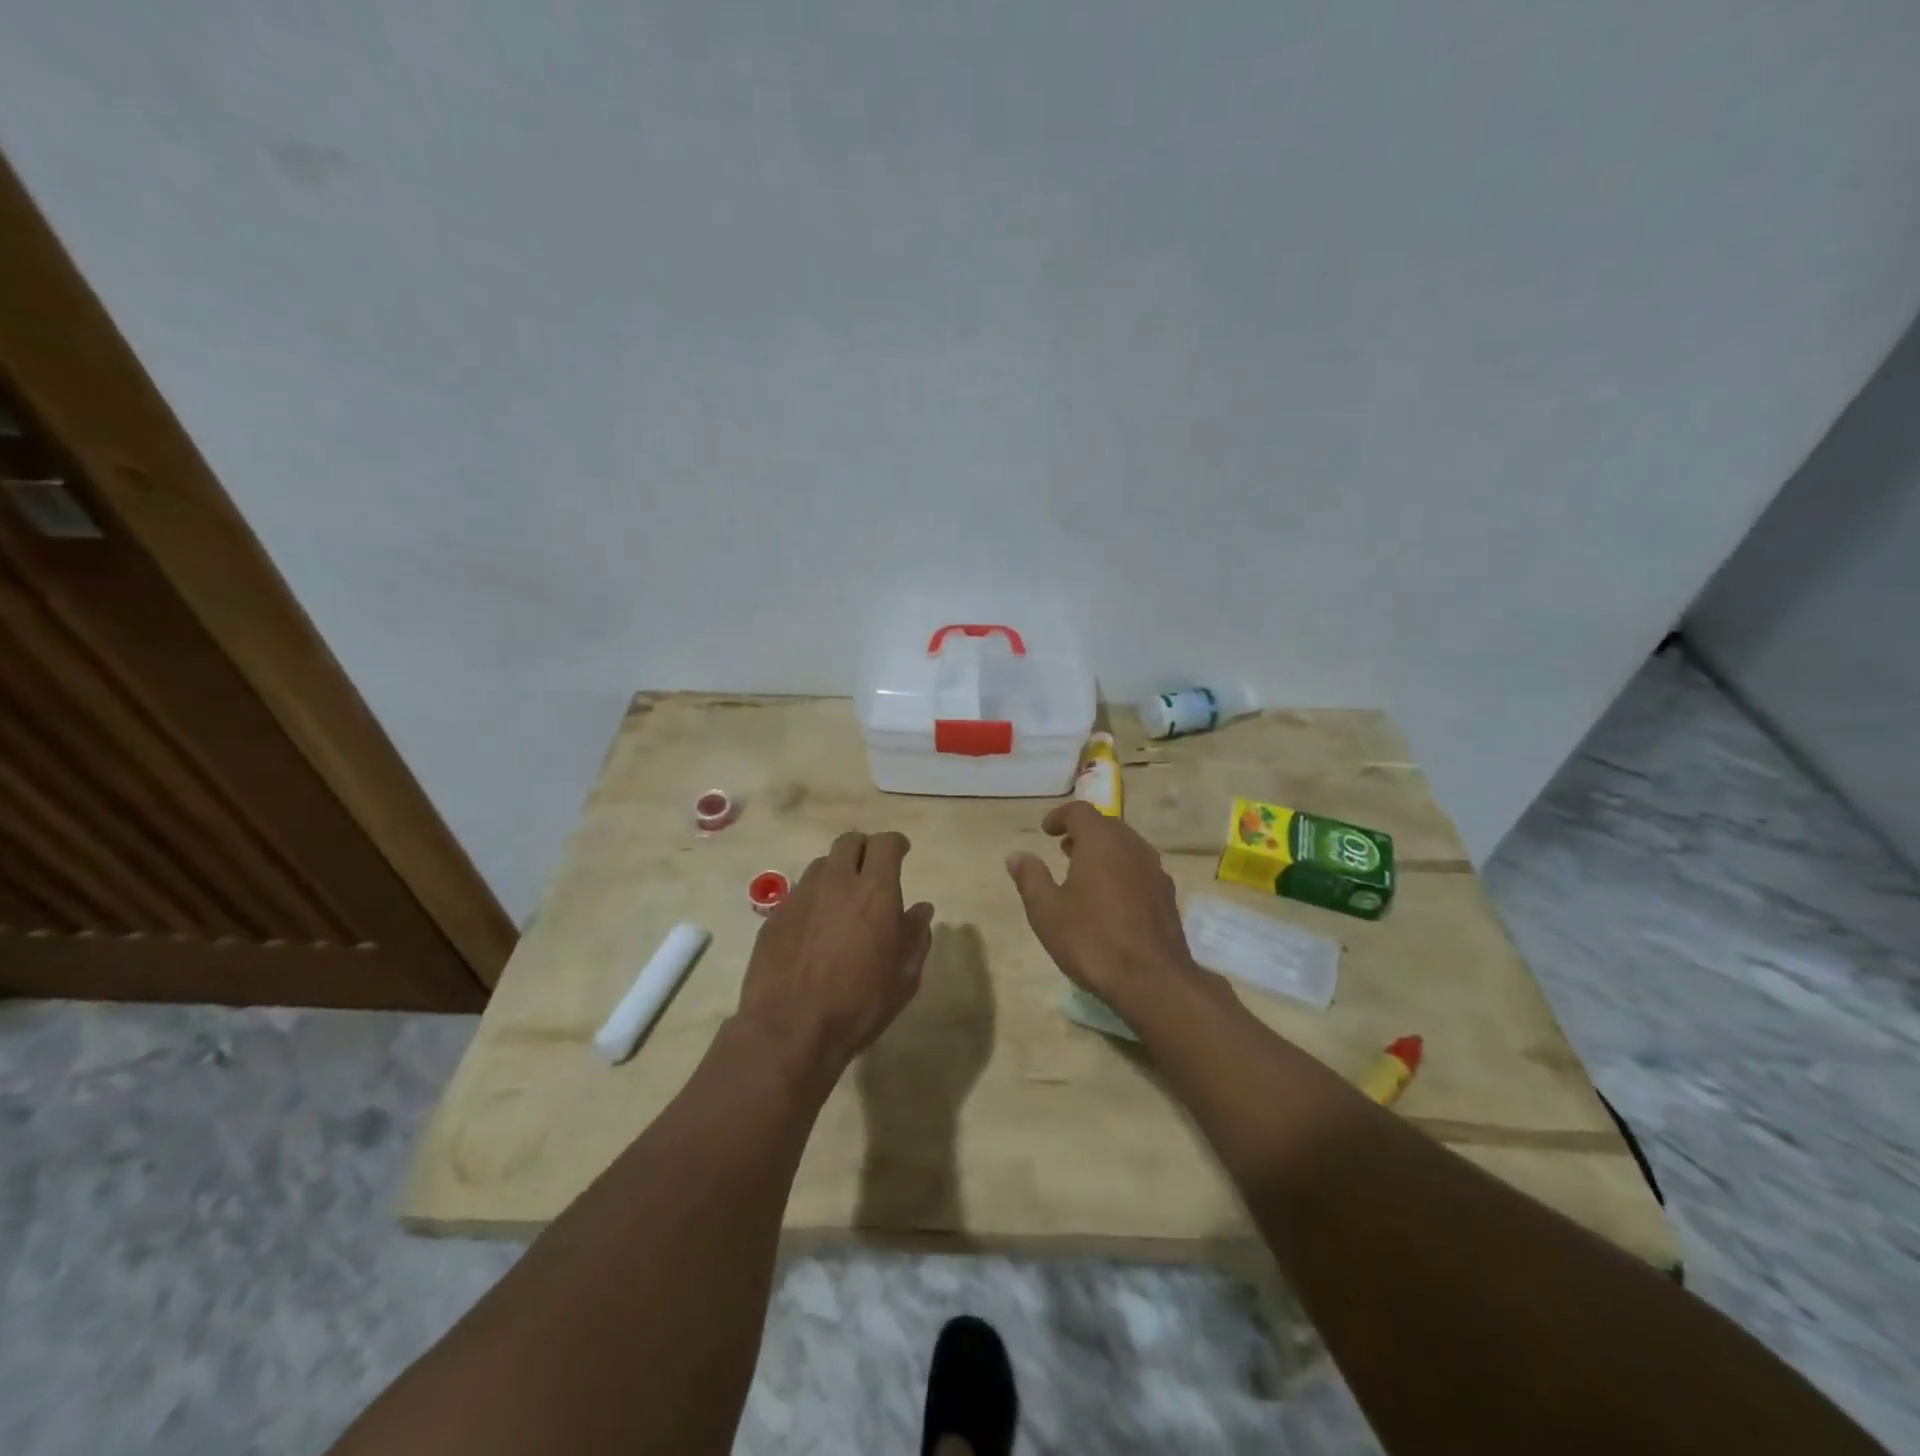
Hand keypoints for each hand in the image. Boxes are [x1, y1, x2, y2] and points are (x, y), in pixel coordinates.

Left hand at [737, 829, 934, 1077]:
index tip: (901, 853)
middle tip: (871, 872)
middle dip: (864, 849)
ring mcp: (801, 895)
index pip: (886, 843)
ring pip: (821, 864)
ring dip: (836, 873)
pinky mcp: (775, 915)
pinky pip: (799, 892)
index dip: (896, 844)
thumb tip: (921, 909)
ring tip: (841, 901)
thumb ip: (916, 935)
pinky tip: (815, 928)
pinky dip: (813, 899)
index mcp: (875, 890)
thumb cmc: (859, 1003)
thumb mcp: (904, 976)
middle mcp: (836, 881)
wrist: (790, 1028)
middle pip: (849, 841)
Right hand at [1006, 801, 1213, 1017]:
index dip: (1060, 816)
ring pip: (1126, 846)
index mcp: (1102, 843)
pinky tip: (1111, 897)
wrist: (1153, 981)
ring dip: (1103, 850)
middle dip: (1083, 832)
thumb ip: (1030, 878)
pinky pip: (1139, 868)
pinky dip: (1121, 869)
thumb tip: (1017, 855)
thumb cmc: (1092, 940)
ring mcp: (1155, 870)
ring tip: (1084, 871)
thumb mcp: (1047, 911)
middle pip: (1107, 825)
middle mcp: (1132, 847)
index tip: (1046, 831)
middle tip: (1063, 848)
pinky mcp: (1167, 894)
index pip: (1081, 811)